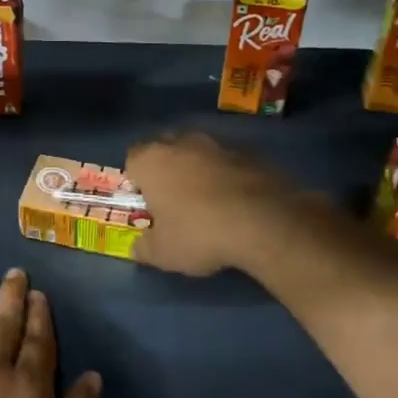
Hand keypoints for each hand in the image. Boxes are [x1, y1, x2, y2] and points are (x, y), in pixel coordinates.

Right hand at [125, 132, 301, 276]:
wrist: (265, 223)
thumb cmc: (199, 234)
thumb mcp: (162, 253)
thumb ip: (143, 248)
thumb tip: (139, 247)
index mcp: (152, 160)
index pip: (132, 159)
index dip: (137, 180)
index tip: (146, 203)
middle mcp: (183, 143)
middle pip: (166, 149)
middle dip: (167, 169)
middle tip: (173, 201)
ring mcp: (220, 145)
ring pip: (200, 154)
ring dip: (199, 171)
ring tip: (208, 203)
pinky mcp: (252, 154)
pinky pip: (229, 164)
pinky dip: (228, 177)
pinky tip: (236, 204)